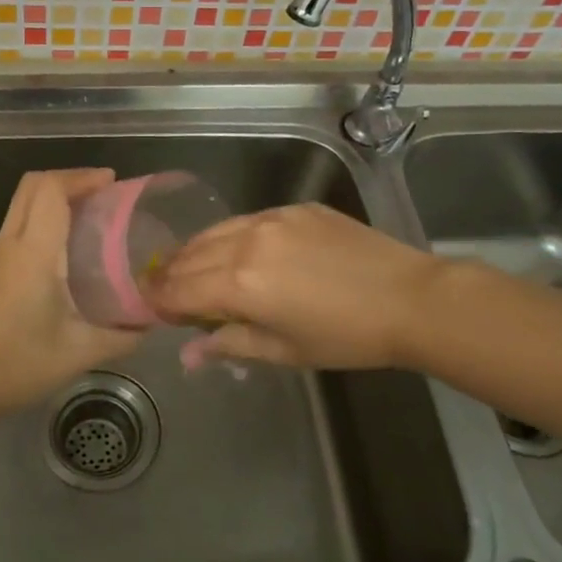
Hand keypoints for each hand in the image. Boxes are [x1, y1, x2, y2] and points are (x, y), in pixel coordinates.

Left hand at [0, 169, 141, 420]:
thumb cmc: (22, 364)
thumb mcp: (82, 352)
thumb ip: (123, 335)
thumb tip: (153, 320)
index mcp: (34, 254)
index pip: (50, 191)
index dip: (81, 177)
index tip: (113, 183)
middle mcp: (11, 244)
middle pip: (33, 185)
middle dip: (70, 179)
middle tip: (105, 193)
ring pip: (23, 201)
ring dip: (55, 195)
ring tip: (93, 212)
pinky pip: (20, 220)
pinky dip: (45, 213)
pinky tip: (70, 241)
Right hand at [148, 203, 445, 368]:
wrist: (410, 299)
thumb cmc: (346, 337)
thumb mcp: (284, 350)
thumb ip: (229, 344)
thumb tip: (189, 353)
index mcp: (239, 283)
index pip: (178, 289)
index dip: (158, 300)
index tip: (152, 310)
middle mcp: (246, 242)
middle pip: (189, 255)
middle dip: (170, 275)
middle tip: (165, 291)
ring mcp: (272, 218)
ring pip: (215, 231)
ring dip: (195, 252)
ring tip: (191, 269)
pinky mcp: (295, 208)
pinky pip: (247, 220)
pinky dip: (230, 237)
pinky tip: (236, 251)